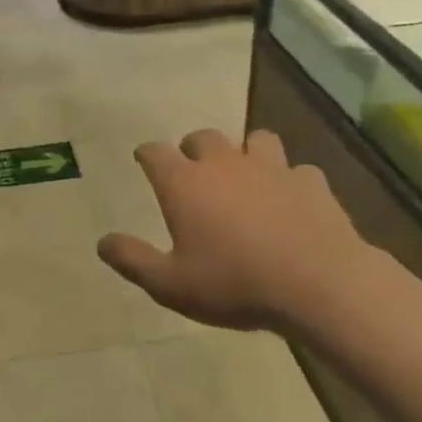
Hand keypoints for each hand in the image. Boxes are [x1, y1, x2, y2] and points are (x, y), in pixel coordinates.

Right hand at [97, 129, 371, 331]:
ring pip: (255, 140)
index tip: (143, 159)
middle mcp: (224, 164)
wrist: (319, 284)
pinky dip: (290, 181)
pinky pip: (297, 171)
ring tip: (246, 175)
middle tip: (193, 170)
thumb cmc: (234, 283)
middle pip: (203, 137)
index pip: (155, 152)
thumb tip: (102, 242)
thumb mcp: (171, 284)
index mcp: (184, 183)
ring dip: (246, 153)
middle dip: (193, 148)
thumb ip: (133, 260)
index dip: (146, 154)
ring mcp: (271, 168)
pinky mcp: (310, 182)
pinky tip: (292, 201)